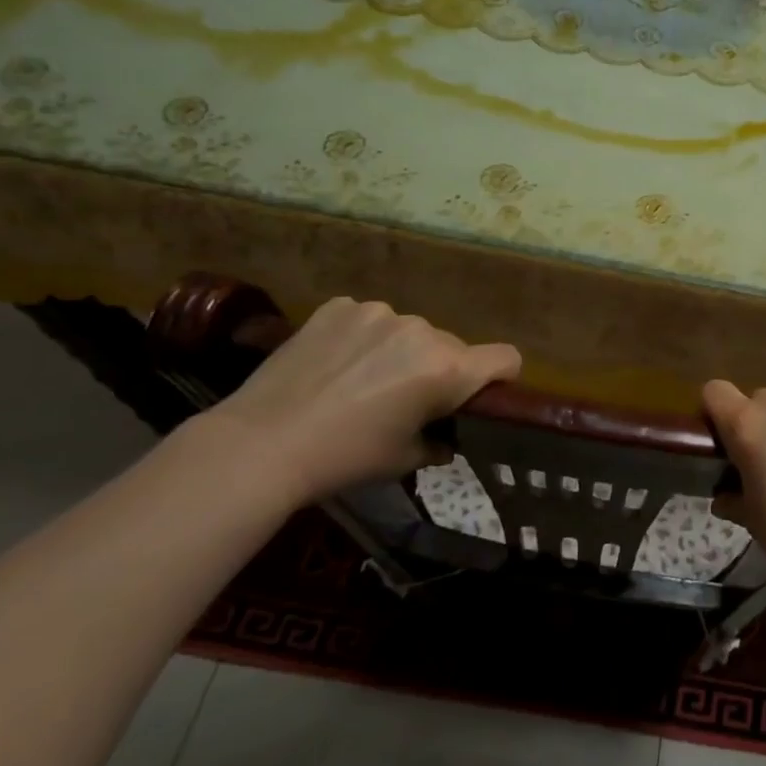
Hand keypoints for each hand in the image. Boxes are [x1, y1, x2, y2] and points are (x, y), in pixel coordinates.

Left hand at [199, 298, 520, 502]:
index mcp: (447, 368)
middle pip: (451, 348)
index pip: (506, 358)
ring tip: (359, 382)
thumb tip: (445, 438)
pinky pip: (369, 320)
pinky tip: (333, 364)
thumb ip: (438, 442)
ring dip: (399, 352)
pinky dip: (362, 338)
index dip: (501, 377)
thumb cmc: (344, 458)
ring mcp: (380, 312)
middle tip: (403, 401)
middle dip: (438, 370)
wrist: (260, 444)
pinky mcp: (342, 306)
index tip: (479, 396)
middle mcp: (423, 331)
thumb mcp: (403, 460)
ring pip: (409, 332)